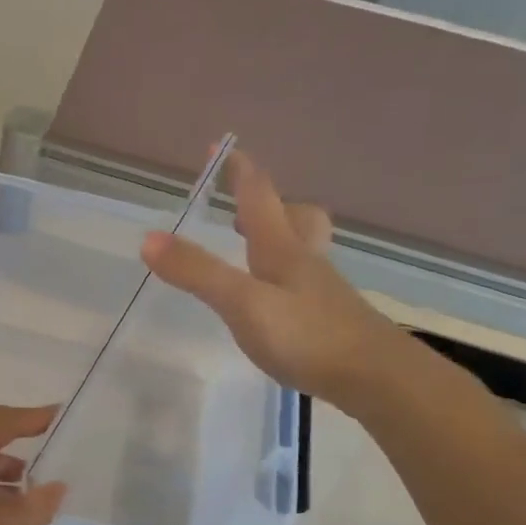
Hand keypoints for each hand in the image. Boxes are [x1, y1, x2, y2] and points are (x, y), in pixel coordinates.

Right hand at [141, 148, 406, 406]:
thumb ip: (198, 272)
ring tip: (256, 248)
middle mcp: (304, 262)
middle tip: (245, 207)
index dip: (239, 171)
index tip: (220, 148)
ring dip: (280, 238)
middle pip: (295, 217)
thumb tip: (149, 238)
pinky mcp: (329, 320)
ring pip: (303, 249)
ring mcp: (321, 291)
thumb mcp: (242, 303)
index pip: (258, 197)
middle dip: (270, 204)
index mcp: (282, 249)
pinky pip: (305, 284)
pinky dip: (286, 278)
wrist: (376, 377)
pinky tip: (275, 302)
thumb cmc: (307, 335)